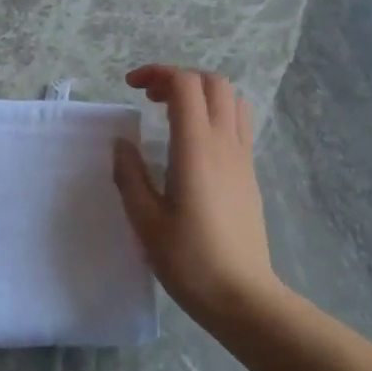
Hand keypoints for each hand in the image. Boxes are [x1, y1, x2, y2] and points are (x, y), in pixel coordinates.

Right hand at [112, 65, 282, 325]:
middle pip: (213, 83)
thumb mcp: (145, 221)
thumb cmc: (189, 260)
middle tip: (150, 99)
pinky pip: (239, 124)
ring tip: (174, 114)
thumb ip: (130, 175)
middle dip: (179, 78)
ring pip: (232, 100)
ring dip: (202, 94)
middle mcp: (224, 143)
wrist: (242, 296)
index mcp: (196, 148)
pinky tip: (194, 143)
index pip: (185, 85)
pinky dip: (216, 114)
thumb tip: (121, 143)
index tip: (131, 87)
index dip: (157, 73)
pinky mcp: (250, 174)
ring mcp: (242, 157)